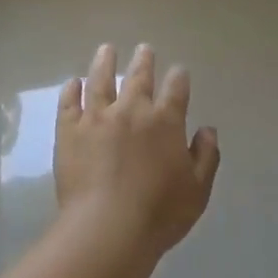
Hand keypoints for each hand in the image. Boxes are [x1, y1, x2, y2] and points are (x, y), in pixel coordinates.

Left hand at [55, 44, 220, 254]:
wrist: (107, 228)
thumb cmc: (159, 213)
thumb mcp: (197, 189)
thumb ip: (206, 156)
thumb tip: (208, 130)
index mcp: (165, 121)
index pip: (176, 89)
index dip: (179, 78)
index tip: (179, 71)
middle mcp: (132, 110)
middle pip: (138, 76)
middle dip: (144, 60)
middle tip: (144, 48)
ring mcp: (97, 118)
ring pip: (100, 80)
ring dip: (104, 62)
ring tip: (106, 49)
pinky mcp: (69, 131)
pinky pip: (69, 103)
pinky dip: (71, 90)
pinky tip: (73, 82)